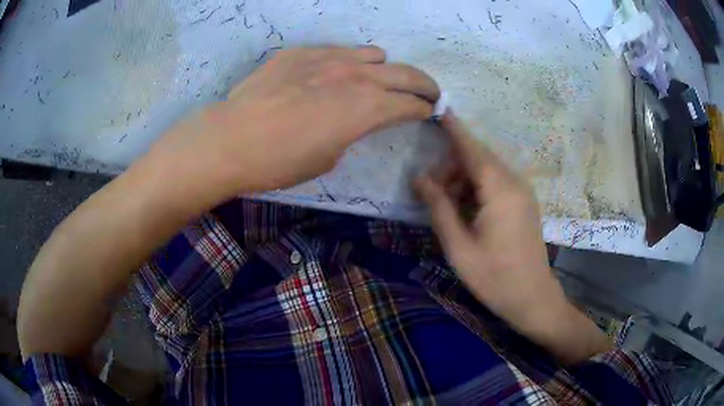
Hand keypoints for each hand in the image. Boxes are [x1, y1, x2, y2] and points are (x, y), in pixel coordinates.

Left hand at [152, 46, 439, 201]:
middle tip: (429, 91)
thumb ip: (351, 131)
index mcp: (366, 109)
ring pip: (373, 54)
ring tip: (378, 78)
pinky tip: (333, 74)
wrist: (231, 139)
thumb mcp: (328, 156)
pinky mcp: (301, 52)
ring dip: (384, 68)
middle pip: (405, 73)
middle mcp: (355, 76)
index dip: (424, 109)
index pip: (409, 104)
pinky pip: (338, 50)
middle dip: (424, 84)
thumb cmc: (280, 161)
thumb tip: (354, 118)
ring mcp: (327, 58)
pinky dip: (348, 61)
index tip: (429, 111)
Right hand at [415, 113, 610, 364]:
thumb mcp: (459, 246)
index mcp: (500, 189)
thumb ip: (439, 207)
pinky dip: (477, 188)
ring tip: (445, 204)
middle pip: (478, 158)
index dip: (453, 128)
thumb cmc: (494, 276)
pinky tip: (466, 209)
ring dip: (463, 178)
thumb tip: (419, 178)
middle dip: (451, 165)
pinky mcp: (524, 203)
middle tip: (429, 189)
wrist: (532, 297)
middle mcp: (514, 182)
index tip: (438, 109)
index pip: (472, 148)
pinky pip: (497, 183)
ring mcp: (523, 192)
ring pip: (487, 170)